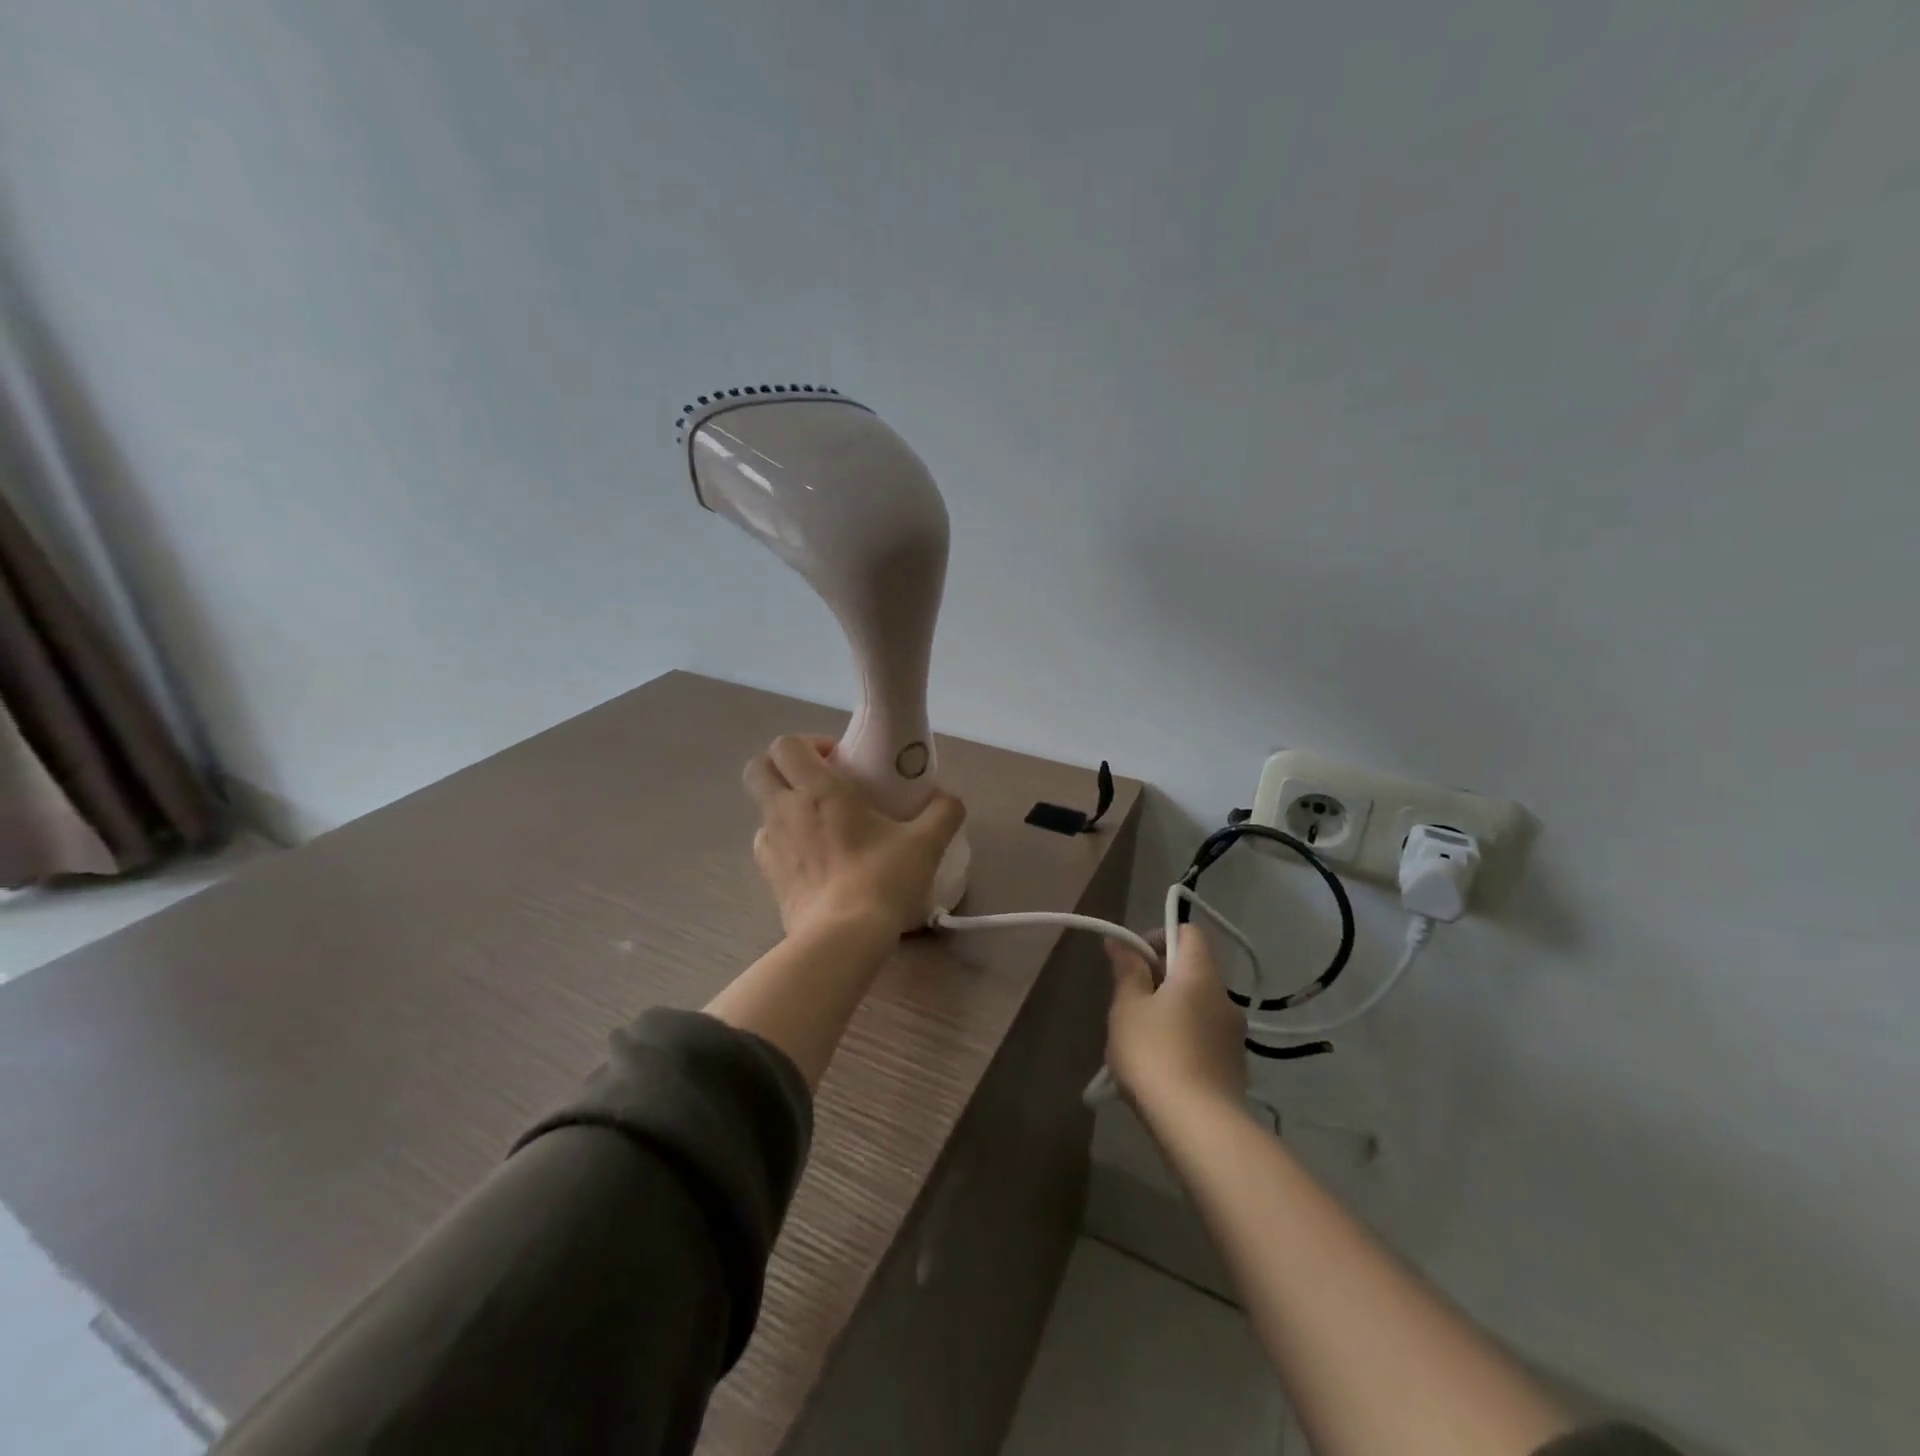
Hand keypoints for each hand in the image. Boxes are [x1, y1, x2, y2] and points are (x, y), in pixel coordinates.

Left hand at [743, 735, 966, 937]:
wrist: (843, 939)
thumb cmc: (882, 880)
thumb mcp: (927, 843)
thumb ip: (943, 811)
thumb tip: (946, 797)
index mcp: (818, 790)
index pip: (786, 745)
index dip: (808, 743)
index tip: (839, 759)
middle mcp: (785, 810)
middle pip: (759, 768)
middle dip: (783, 766)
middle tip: (820, 781)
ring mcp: (771, 844)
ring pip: (761, 807)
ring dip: (783, 804)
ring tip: (818, 822)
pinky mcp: (769, 876)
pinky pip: (767, 844)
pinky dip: (784, 840)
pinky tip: (812, 856)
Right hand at [1105, 923, 1247, 1110]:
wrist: (1199, 1128)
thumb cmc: (1155, 1055)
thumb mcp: (1128, 1008)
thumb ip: (1127, 971)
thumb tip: (1121, 943)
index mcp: (1200, 975)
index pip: (1189, 932)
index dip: (1159, 936)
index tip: (1134, 959)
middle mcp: (1225, 999)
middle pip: (1193, 970)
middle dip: (1159, 978)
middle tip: (1128, 1002)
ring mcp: (1234, 1036)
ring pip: (1198, 1006)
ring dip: (1171, 1010)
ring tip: (1140, 1038)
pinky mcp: (1234, 1067)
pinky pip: (1204, 1037)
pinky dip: (1184, 1038)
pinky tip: (1161, 1066)